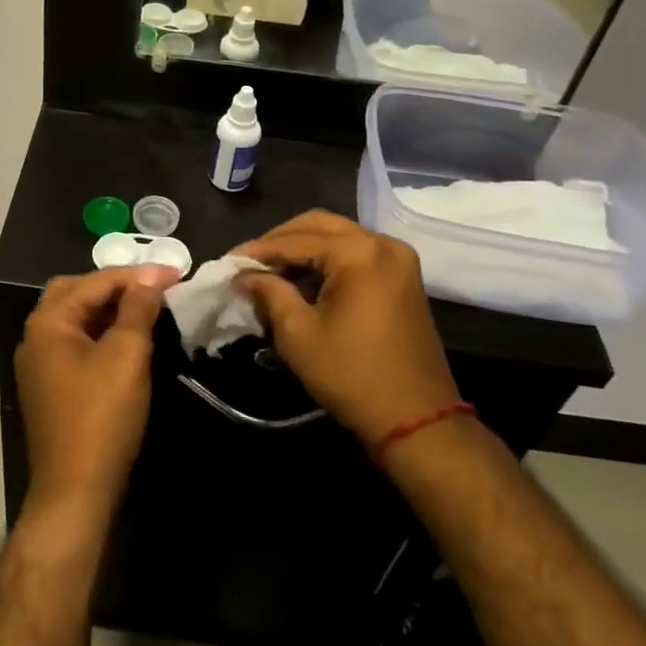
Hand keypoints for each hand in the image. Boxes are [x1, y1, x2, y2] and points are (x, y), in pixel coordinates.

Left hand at [17, 264, 178, 524]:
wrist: (75, 493)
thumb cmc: (101, 417)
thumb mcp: (126, 355)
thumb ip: (138, 309)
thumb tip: (152, 276)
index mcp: (48, 321)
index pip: (95, 281)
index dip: (138, 275)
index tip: (177, 274)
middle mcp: (36, 336)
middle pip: (77, 293)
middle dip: (117, 286)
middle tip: (155, 288)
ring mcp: (40, 364)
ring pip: (76, 319)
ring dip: (109, 309)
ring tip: (147, 308)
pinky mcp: (50, 387)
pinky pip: (76, 344)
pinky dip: (101, 333)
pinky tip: (127, 341)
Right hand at [232, 211, 460, 450]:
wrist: (417, 421)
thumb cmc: (352, 376)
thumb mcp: (298, 334)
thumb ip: (269, 293)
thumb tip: (244, 276)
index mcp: (358, 252)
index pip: (296, 239)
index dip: (258, 249)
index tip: (228, 261)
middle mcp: (382, 244)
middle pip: (319, 225)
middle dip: (281, 240)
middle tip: (250, 261)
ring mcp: (398, 259)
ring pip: (338, 236)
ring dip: (303, 248)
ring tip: (271, 271)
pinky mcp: (403, 278)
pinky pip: (357, 252)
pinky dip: (327, 259)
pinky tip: (303, 279)